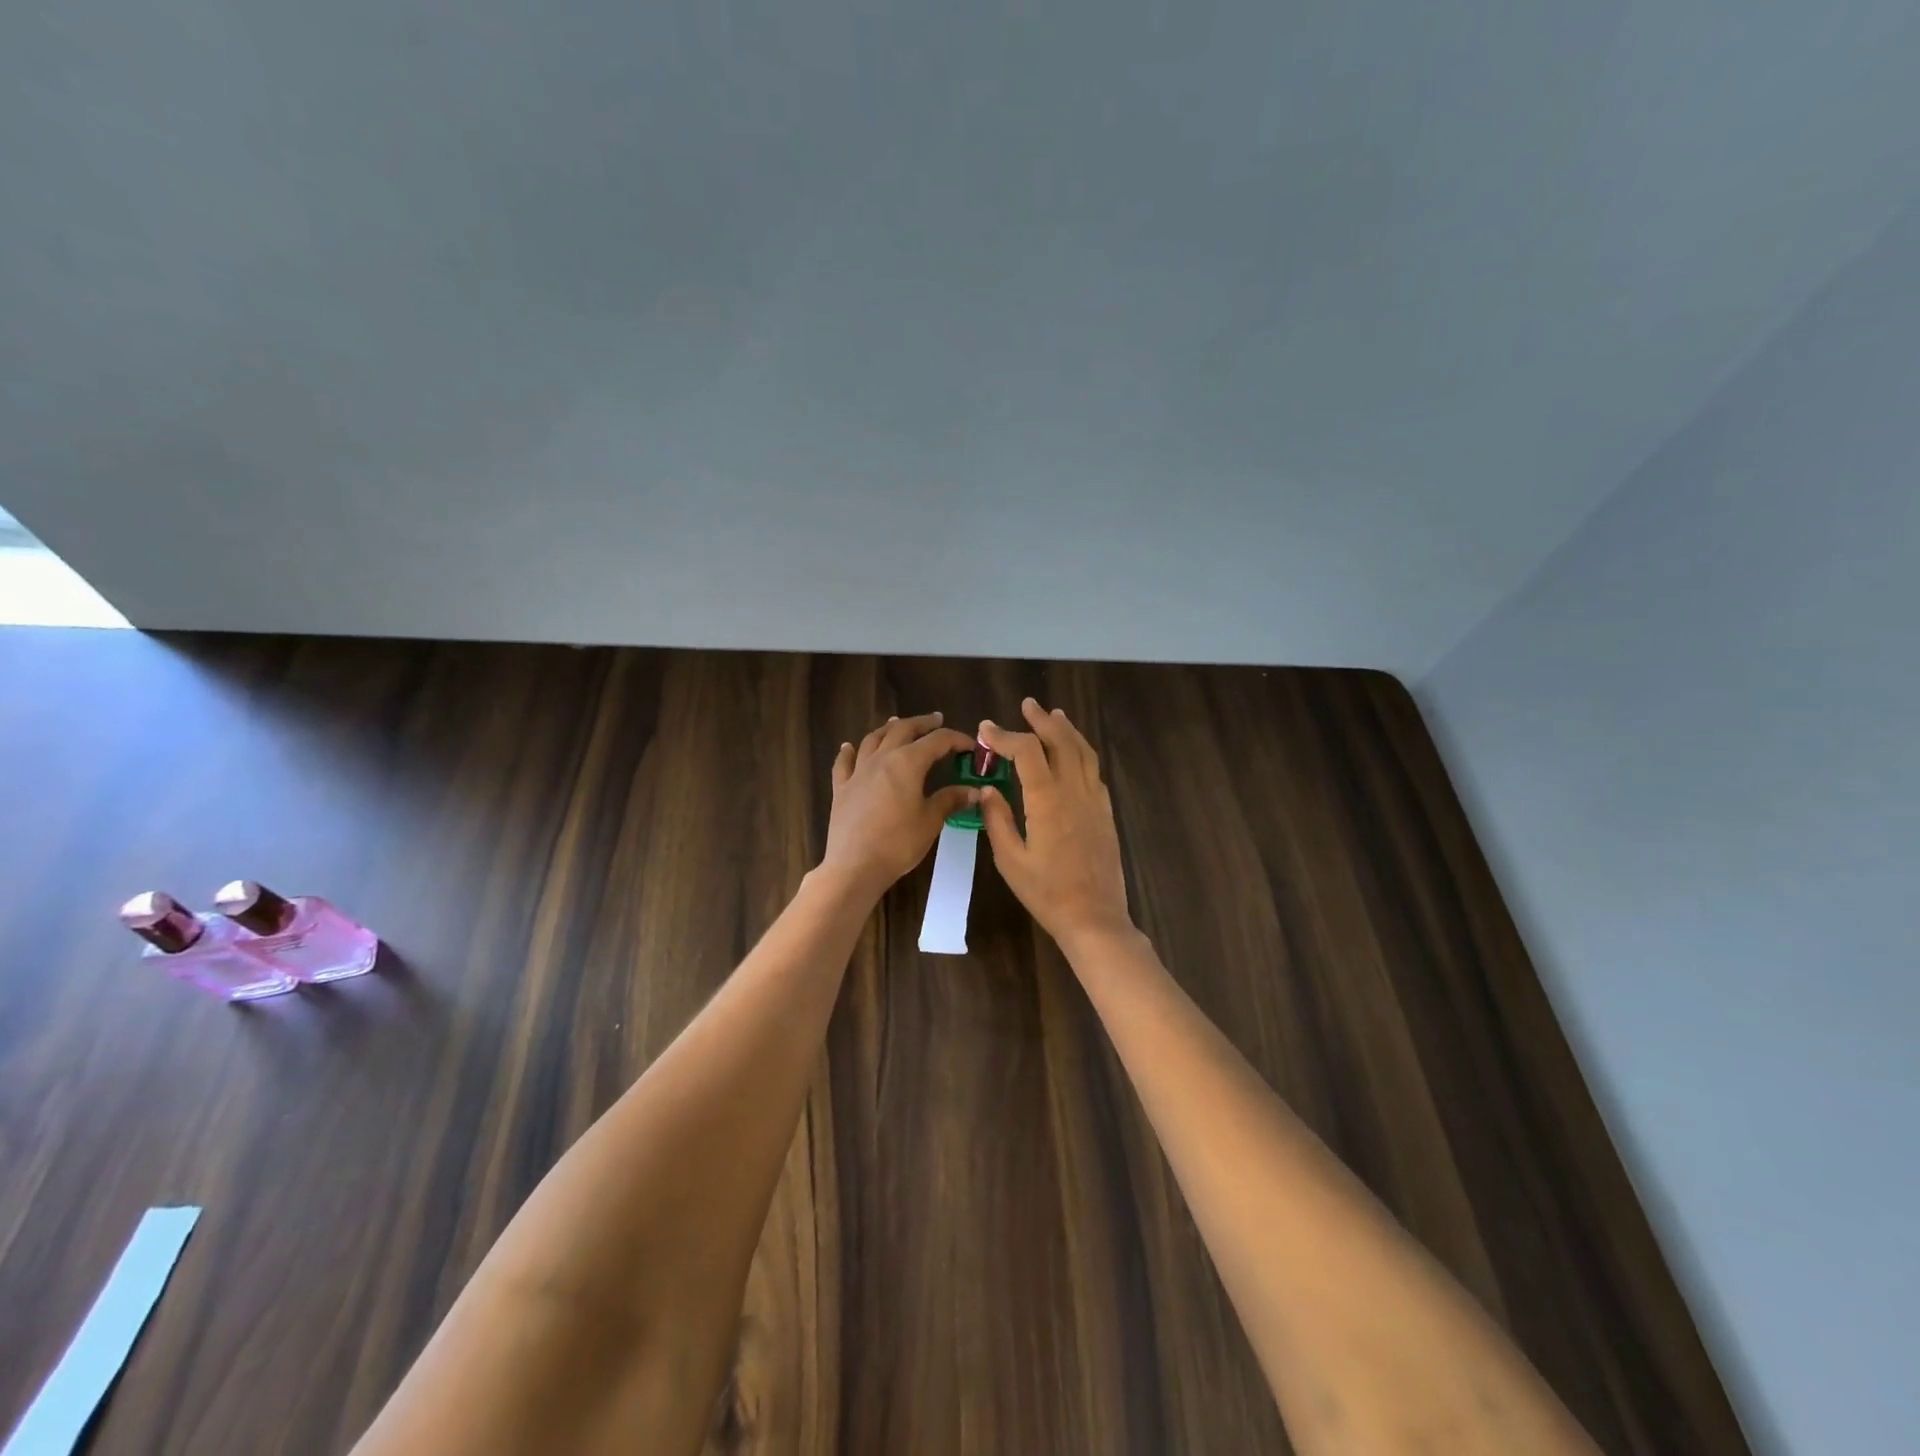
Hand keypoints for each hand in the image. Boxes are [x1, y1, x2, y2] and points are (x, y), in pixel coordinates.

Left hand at [820, 713, 978, 900]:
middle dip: (922, 723)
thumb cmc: (899, 843)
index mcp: (908, 762)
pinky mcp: (841, 788)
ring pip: (873, 739)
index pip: (937, 741)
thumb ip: (950, 800)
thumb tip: (973, 790)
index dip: (956, 739)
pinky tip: (849, 746)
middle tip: (936, 720)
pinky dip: (848, 751)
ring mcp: (858, 772)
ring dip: (888, 728)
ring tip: (897, 722)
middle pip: (903, 730)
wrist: (855, 866)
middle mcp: (882, 758)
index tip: (970, 747)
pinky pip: (844, 763)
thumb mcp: (931, 821)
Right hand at [979, 699, 1133, 953]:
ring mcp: (1094, 800)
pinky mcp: (1105, 812)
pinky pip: (1094, 771)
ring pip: (1083, 752)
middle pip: (1060, 742)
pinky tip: (1074, 753)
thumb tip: (987, 790)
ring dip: (1066, 730)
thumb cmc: (1046, 893)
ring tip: (1054, 715)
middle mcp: (1074, 792)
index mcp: (1047, 800)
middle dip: (1041, 721)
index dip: (1005, 736)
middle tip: (1027, 705)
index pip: (1027, 752)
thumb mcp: (1010, 860)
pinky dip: (1082, 752)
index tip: (986, 729)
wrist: (1094, 917)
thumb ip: (998, 820)